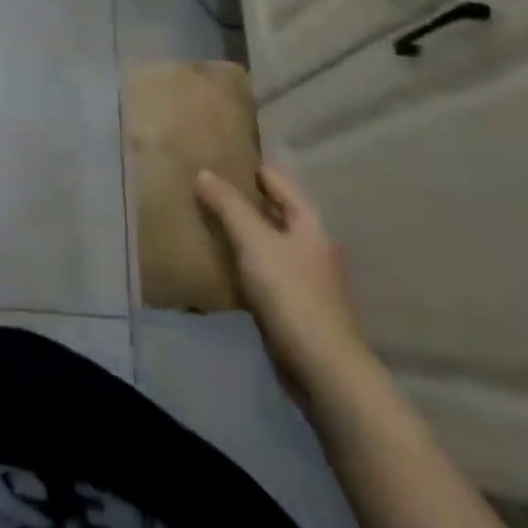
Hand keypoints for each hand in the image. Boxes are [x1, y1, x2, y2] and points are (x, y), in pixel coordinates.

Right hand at [194, 164, 367, 386]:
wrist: (324, 368)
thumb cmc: (291, 293)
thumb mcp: (254, 241)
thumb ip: (228, 205)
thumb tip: (203, 173)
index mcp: (310, 224)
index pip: (279, 182)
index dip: (251, 169)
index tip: (218, 159)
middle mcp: (314, 246)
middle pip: (276, 211)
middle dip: (244, 199)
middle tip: (205, 188)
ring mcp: (308, 278)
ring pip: (270, 242)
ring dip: (244, 231)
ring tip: (207, 221)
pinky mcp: (298, 306)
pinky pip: (267, 270)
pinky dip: (246, 261)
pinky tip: (222, 264)